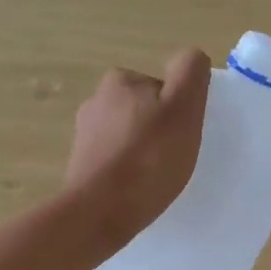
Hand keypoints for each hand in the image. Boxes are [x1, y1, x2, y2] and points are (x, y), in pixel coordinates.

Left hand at [63, 48, 211, 254]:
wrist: (100, 212)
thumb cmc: (148, 159)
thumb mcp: (183, 108)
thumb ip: (190, 73)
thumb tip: (190, 57)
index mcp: (119, 80)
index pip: (163, 89)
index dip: (178, 111)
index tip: (180, 136)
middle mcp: (95, 100)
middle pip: (145, 112)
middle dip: (159, 130)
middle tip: (172, 159)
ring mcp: (84, 134)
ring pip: (129, 137)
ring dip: (143, 152)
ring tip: (154, 178)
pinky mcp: (80, 165)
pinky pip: (115, 161)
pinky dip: (127, 171)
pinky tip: (135, 190)